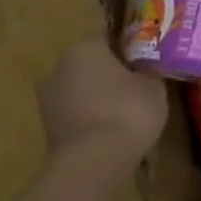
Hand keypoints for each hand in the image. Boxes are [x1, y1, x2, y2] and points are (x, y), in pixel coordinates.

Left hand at [36, 37, 168, 159]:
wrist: (92, 162)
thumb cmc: (127, 112)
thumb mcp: (154, 87)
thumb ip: (149, 72)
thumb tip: (146, 70)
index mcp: (84, 47)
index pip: (109, 37)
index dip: (129, 49)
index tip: (146, 62)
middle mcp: (59, 65)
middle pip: (90, 63)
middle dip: (110, 73)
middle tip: (137, 87)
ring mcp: (48, 98)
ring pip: (80, 89)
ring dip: (98, 97)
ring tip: (124, 114)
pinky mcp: (47, 127)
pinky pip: (75, 113)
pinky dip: (90, 118)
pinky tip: (109, 132)